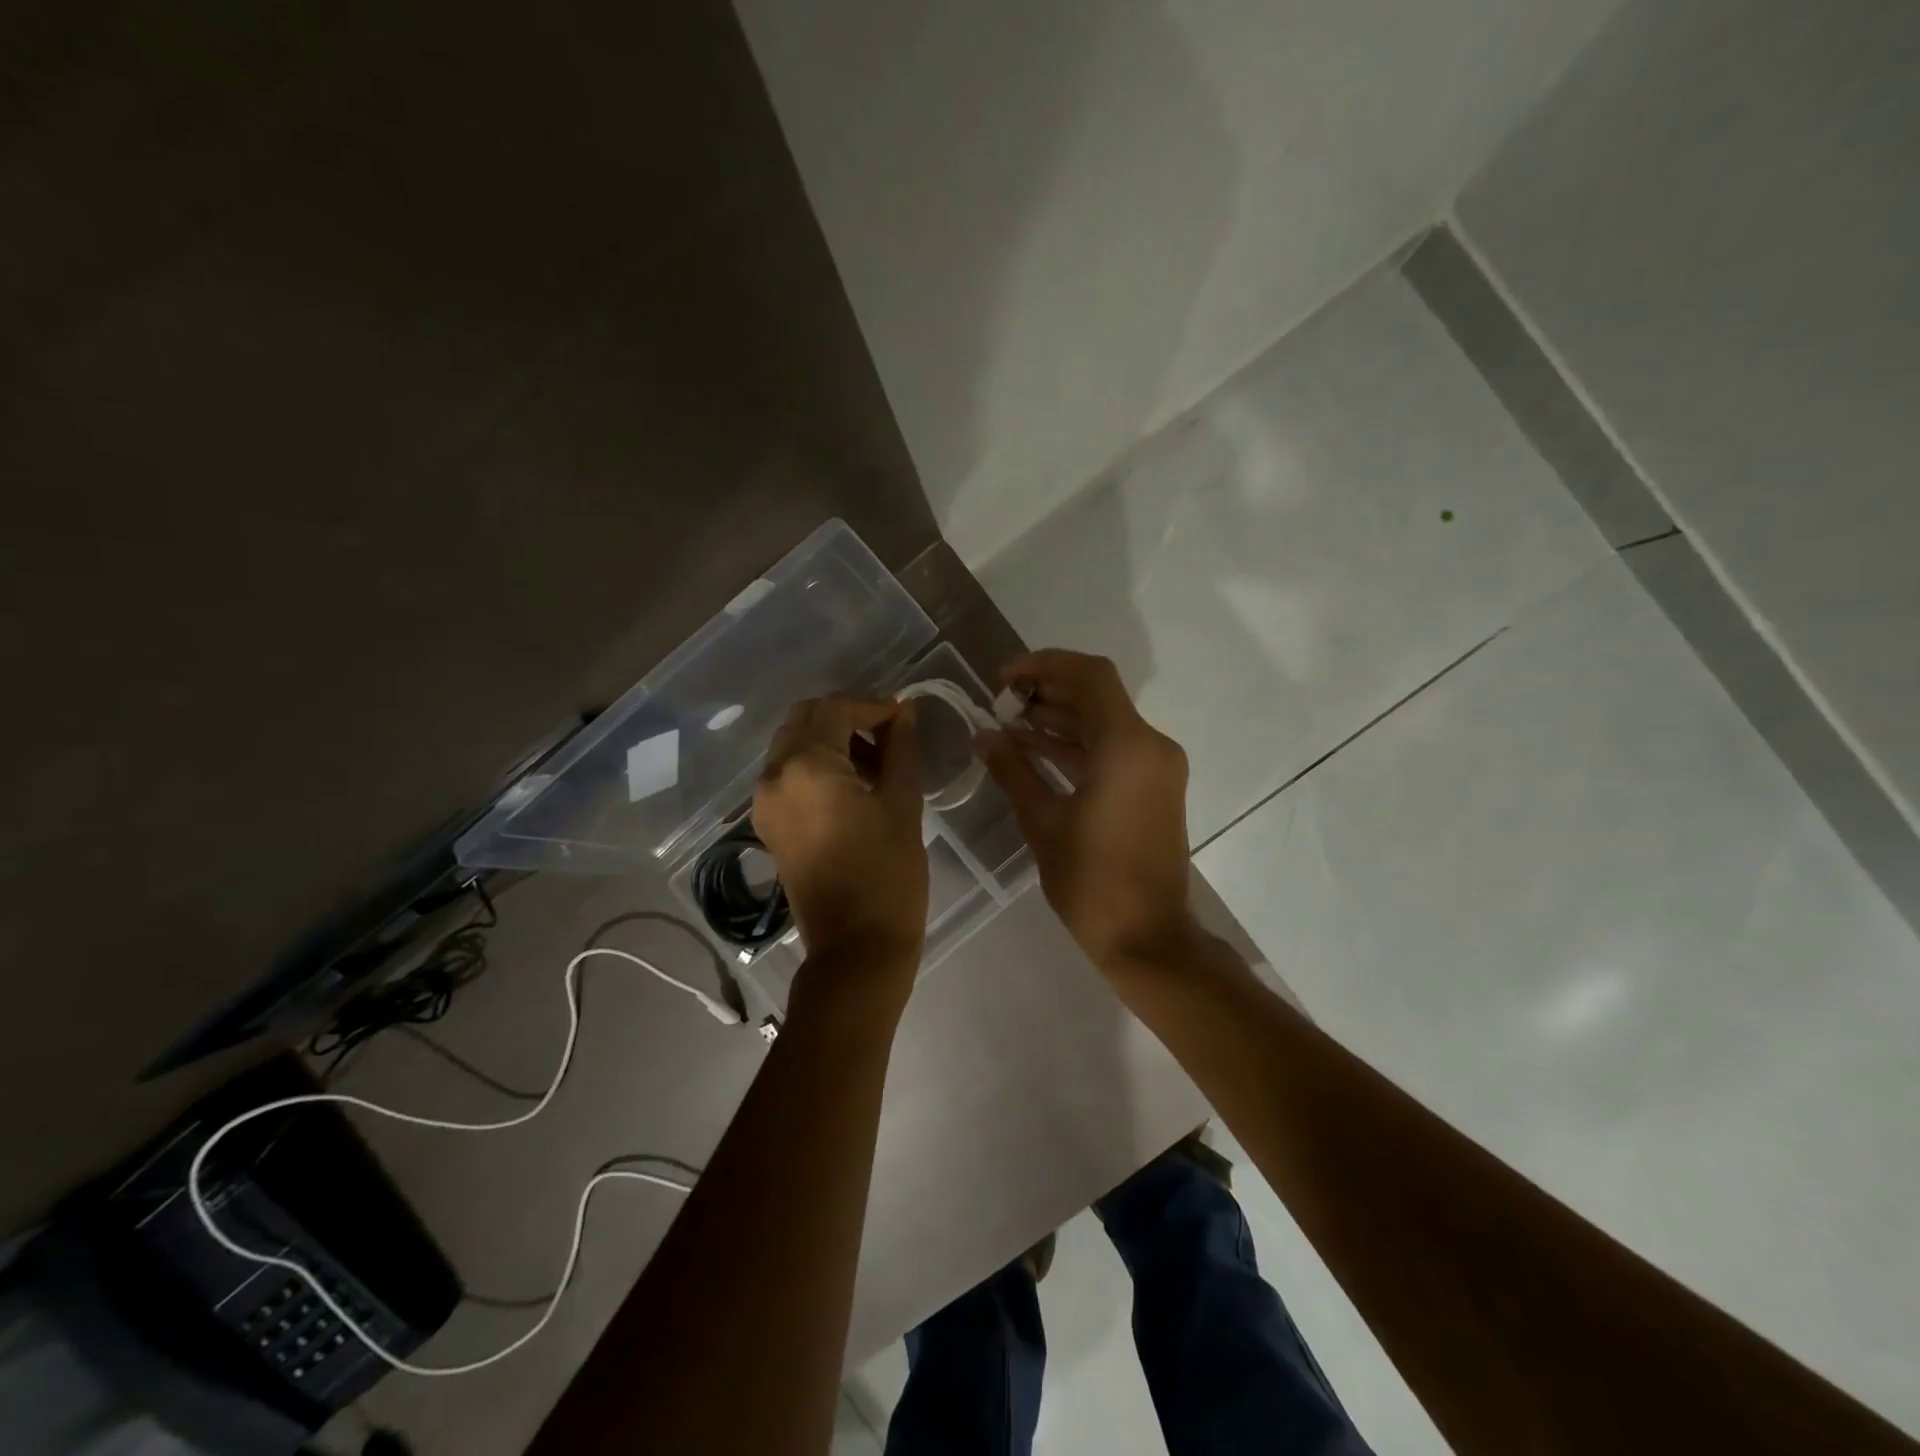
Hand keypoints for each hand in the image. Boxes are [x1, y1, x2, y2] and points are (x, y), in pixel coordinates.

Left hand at [753, 696, 928, 990]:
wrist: (856, 948)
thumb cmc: (888, 875)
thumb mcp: (902, 804)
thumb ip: (901, 749)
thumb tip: (907, 712)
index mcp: (806, 766)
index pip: (837, 709)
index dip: (874, 705)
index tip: (905, 716)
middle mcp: (774, 775)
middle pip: (807, 718)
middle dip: (848, 716)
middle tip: (890, 734)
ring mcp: (764, 800)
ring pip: (795, 742)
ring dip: (832, 737)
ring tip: (877, 759)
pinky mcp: (768, 822)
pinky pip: (789, 771)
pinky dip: (817, 762)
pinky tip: (854, 781)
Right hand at [975, 650, 1195, 972]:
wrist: (1148, 938)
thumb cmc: (1093, 882)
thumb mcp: (1043, 823)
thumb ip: (1013, 770)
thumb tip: (983, 736)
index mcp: (1128, 746)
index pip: (1091, 676)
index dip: (1045, 665)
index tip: (1004, 678)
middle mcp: (1150, 746)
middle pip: (1098, 696)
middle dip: (1048, 691)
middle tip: (1001, 701)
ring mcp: (1156, 768)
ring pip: (1104, 724)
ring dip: (1059, 720)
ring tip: (1008, 726)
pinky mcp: (1153, 788)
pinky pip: (1112, 751)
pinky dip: (1076, 747)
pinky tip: (1032, 752)